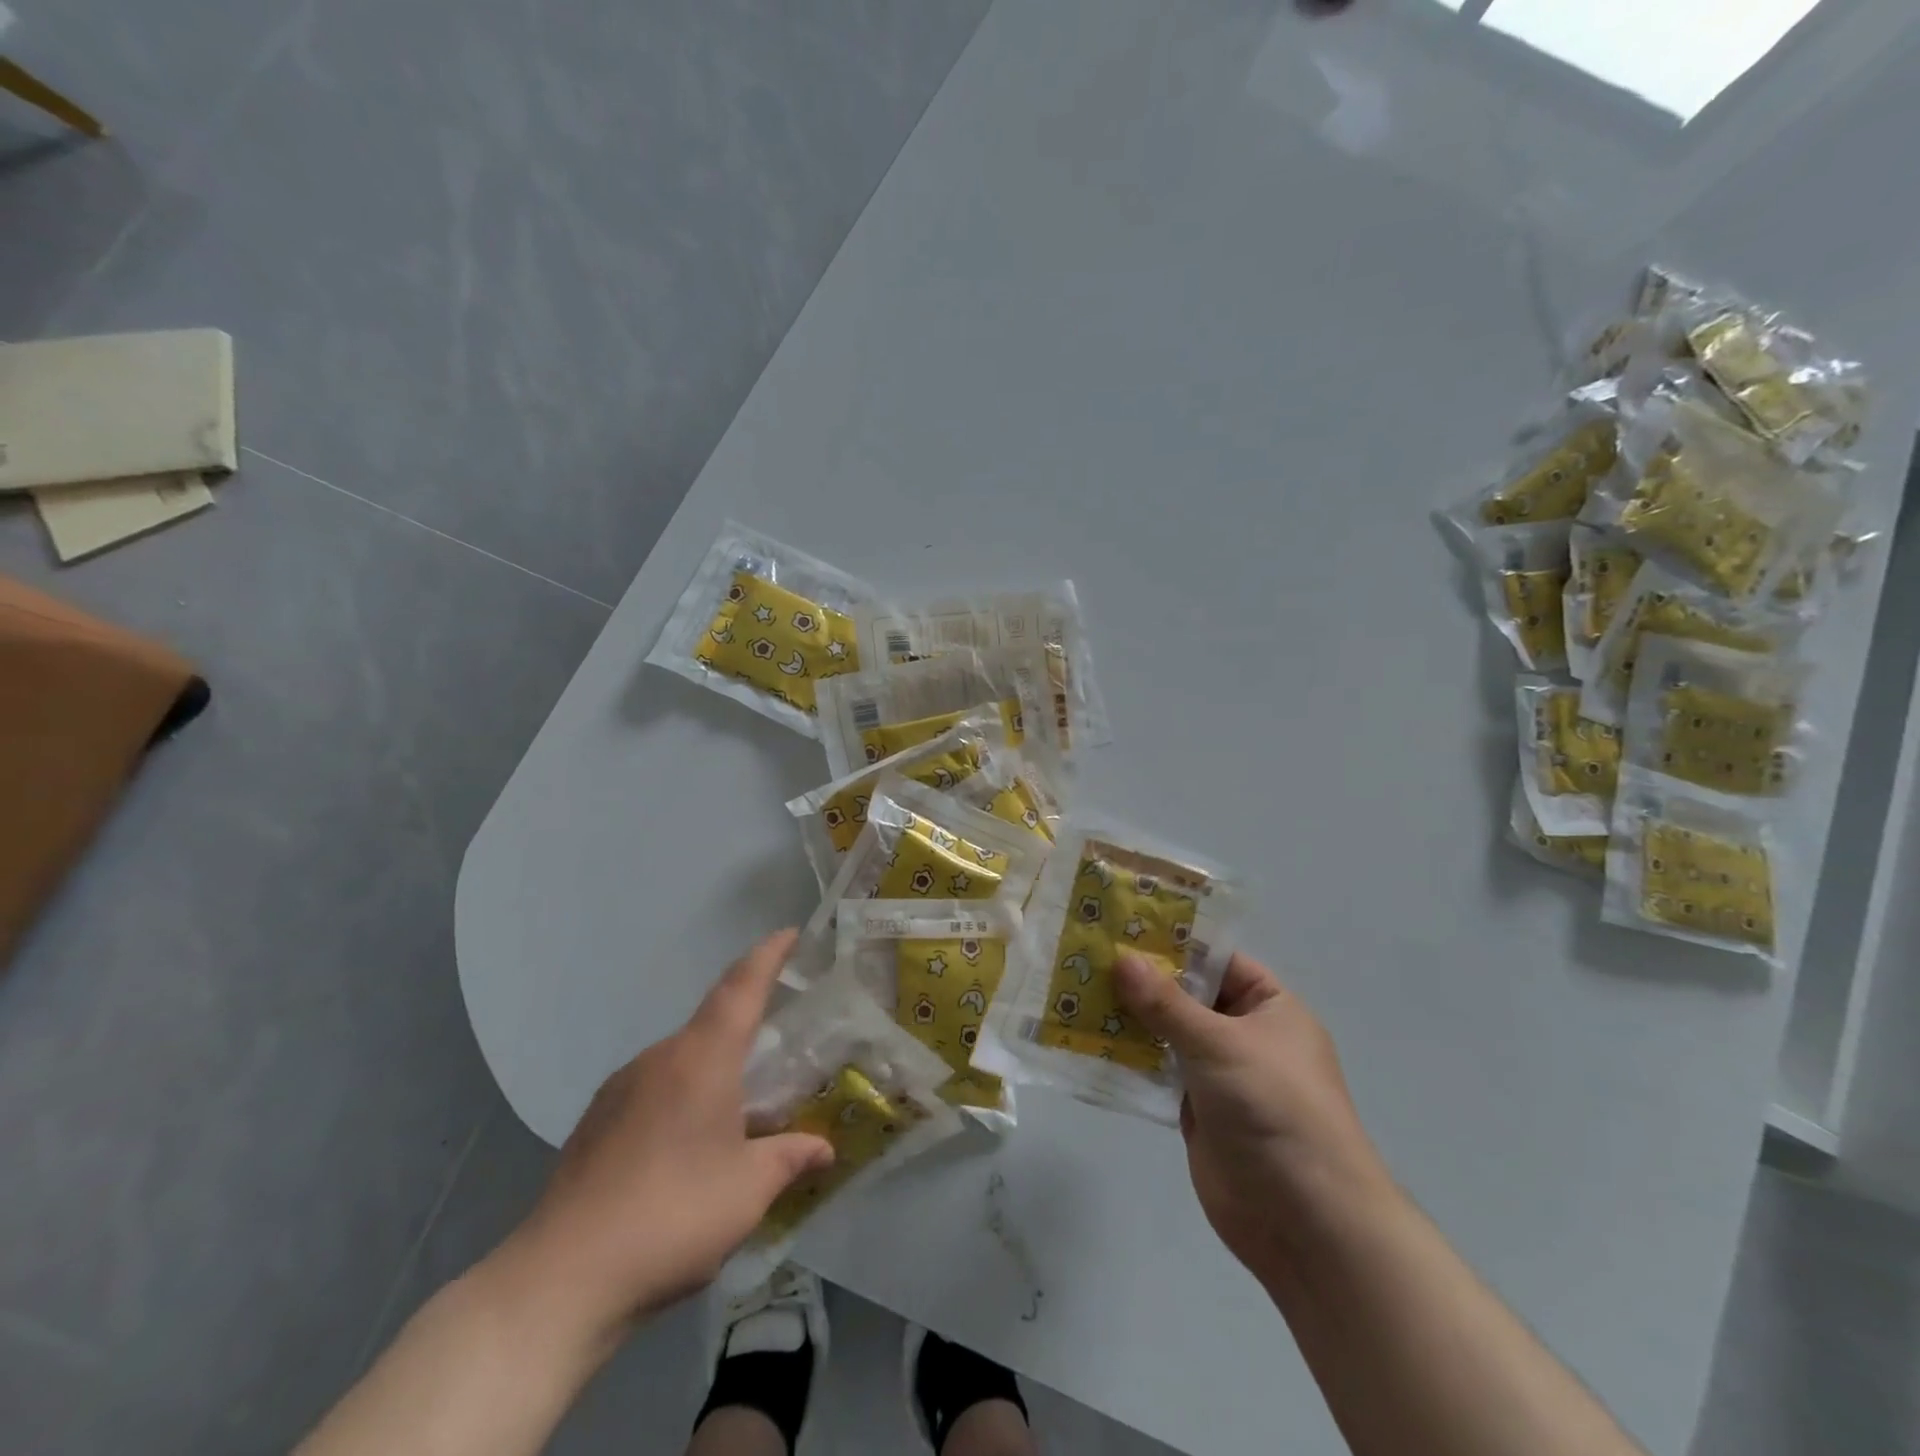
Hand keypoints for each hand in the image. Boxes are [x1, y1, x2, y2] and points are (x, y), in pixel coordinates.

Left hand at [494, 929, 833, 1349]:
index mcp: (701, 1058)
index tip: (789, 933)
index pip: (741, 986)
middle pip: (712, 1023)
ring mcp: (620, 1089)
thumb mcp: (749, 1190)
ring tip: (737, 1109)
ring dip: (713, 1070)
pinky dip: (682, 1097)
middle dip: (746, 1026)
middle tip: (778, 1048)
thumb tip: (824, 1148)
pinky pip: (653, 1089)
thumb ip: (790, 1158)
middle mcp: (659, 1058)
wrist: (560, 1279)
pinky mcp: (595, 1122)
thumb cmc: (672, 1215)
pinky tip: (687, 1146)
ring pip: (681, 1060)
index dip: (768, 956)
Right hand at [1113, 950, 1389, 1282]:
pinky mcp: (1198, 1110)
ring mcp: (1220, 1075)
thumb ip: (1166, 1003)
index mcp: (1270, 1008)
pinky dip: (1130, 1059)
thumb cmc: (1274, 1108)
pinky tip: (1088, 1040)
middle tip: (1089, 955)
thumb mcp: (1219, 1044)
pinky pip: (1159, 1073)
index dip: (1174, 943)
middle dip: (1143, 981)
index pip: (1218, 961)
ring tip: (1077, 991)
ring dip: (1130, 1019)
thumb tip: (1121, 959)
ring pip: (1168, 1034)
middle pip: (1188, 997)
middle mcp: (1246, 1036)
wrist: (1304, 1220)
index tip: (1123, 926)